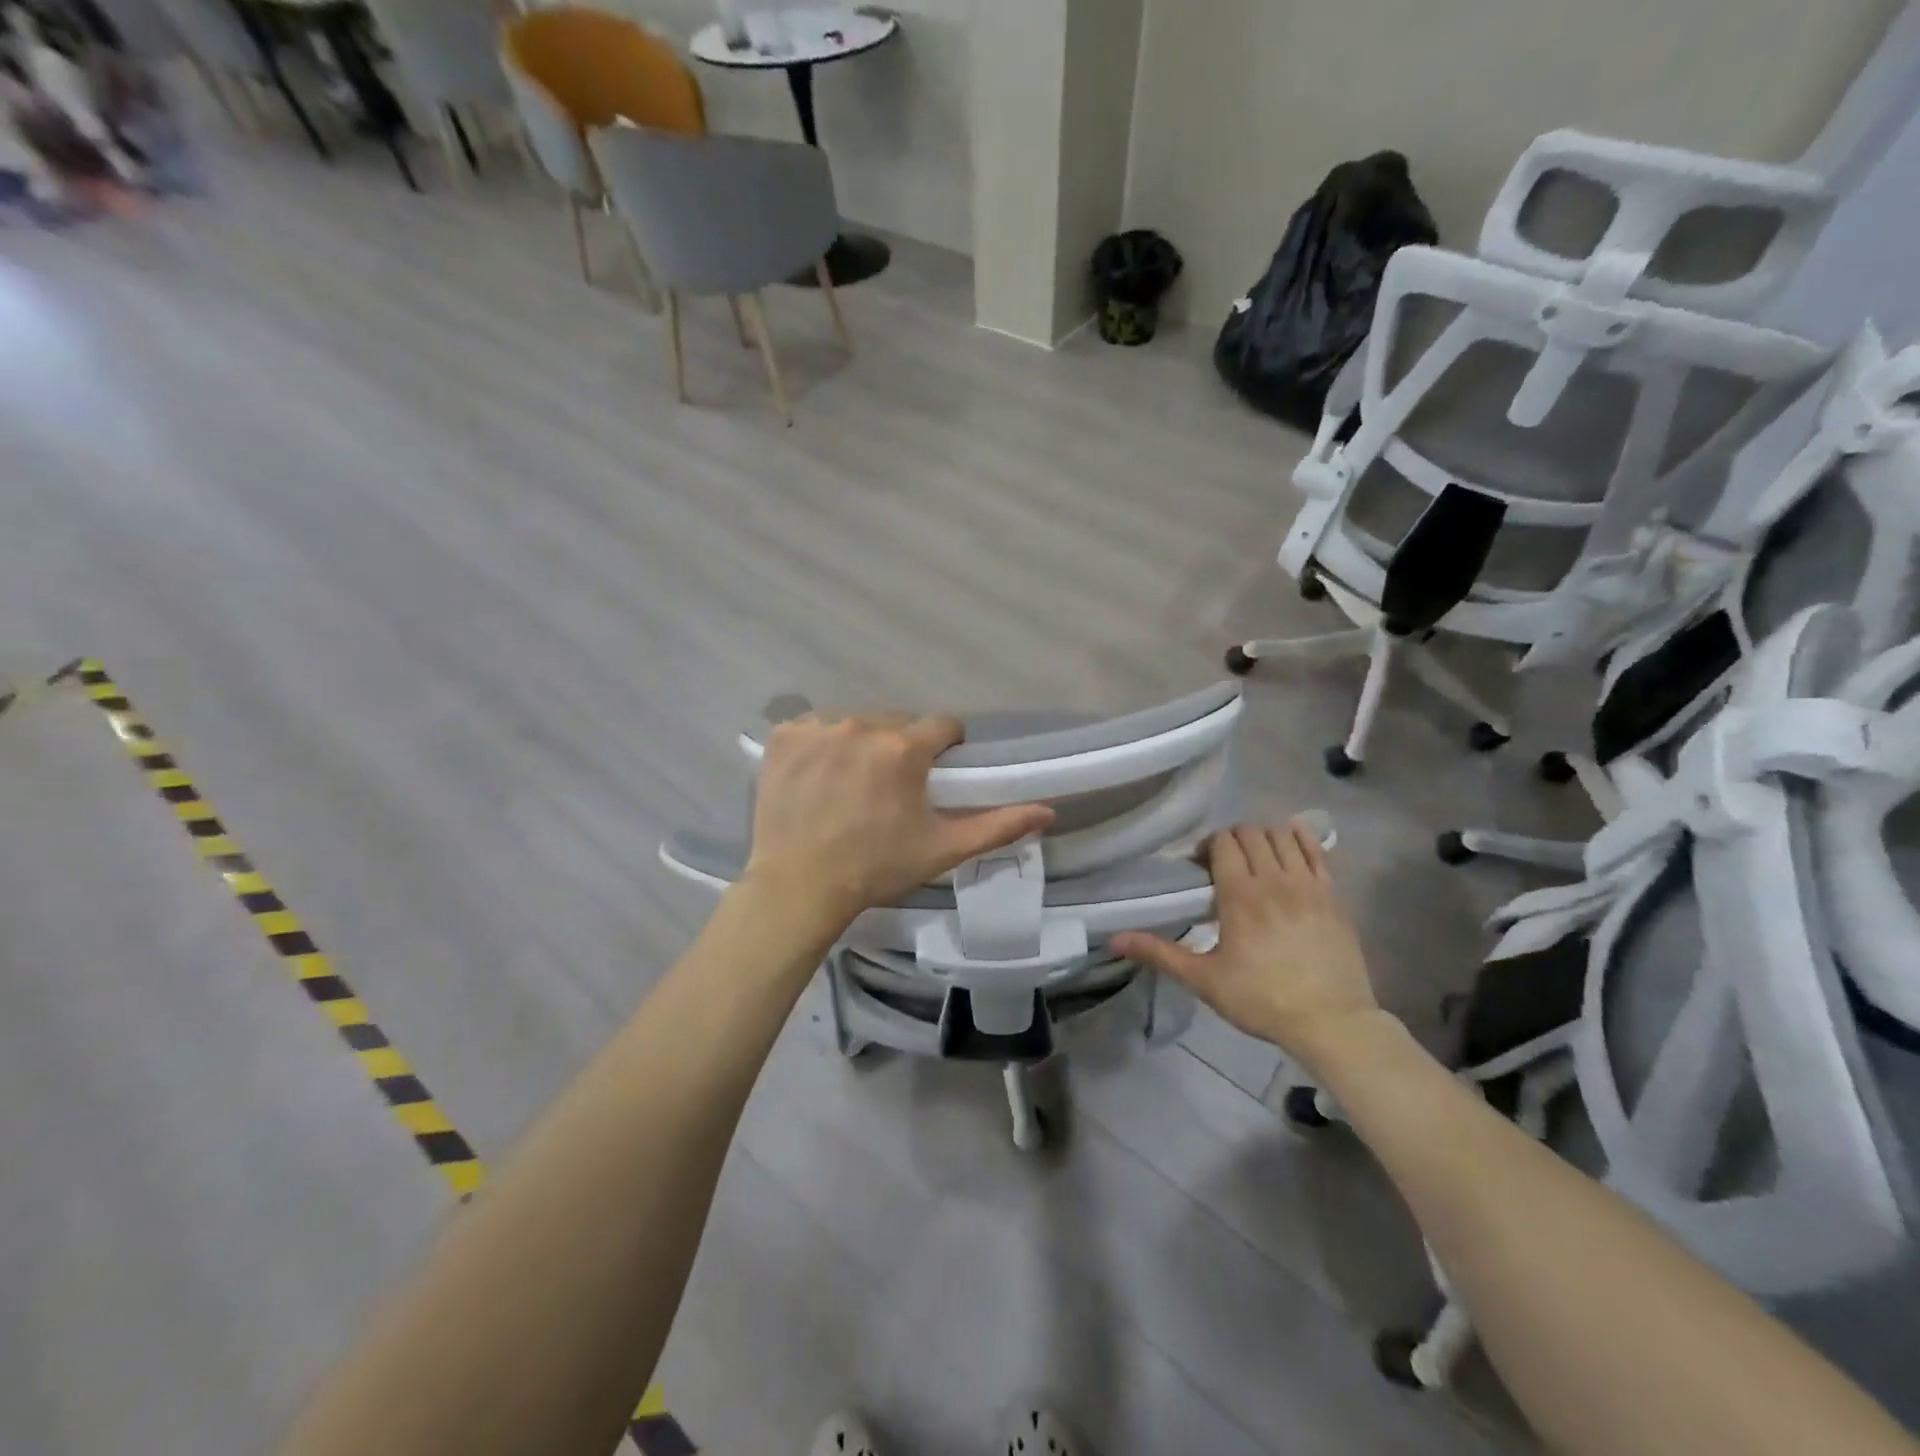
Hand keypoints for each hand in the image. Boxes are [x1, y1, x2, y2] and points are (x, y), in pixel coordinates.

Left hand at [742, 712, 1054, 933]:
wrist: (799, 887)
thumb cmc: (875, 868)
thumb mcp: (942, 849)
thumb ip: (997, 825)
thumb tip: (1048, 811)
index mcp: (904, 748)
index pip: (942, 724)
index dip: (946, 746)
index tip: (936, 771)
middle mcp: (862, 724)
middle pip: (898, 721)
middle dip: (902, 746)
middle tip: (892, 786)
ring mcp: (818, 727)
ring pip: (857, 721)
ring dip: (862, 743)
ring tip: (852, 783)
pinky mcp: (784, 735)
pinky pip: (816, 726)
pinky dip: (821, 744)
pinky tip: (818, 777)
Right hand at [1111, 821, 1379, 1063]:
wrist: (1331, 1023)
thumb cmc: (1262, 1000)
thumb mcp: (1204, 980)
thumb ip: (1159, 953)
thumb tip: (1114, 939)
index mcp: (1240, 894)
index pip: (1223, 842)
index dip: (1208, 847)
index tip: (1201, 868)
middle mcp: (1274, 879)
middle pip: (1251, 833)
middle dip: (1233, 841)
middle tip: (1225, 866)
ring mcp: (1309, 884)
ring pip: (1282, 835)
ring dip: (1264, 839)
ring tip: (1257, 862)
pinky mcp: (1334, 894)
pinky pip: (1316, 849)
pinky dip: (1300, 839)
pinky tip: (1290, 847)